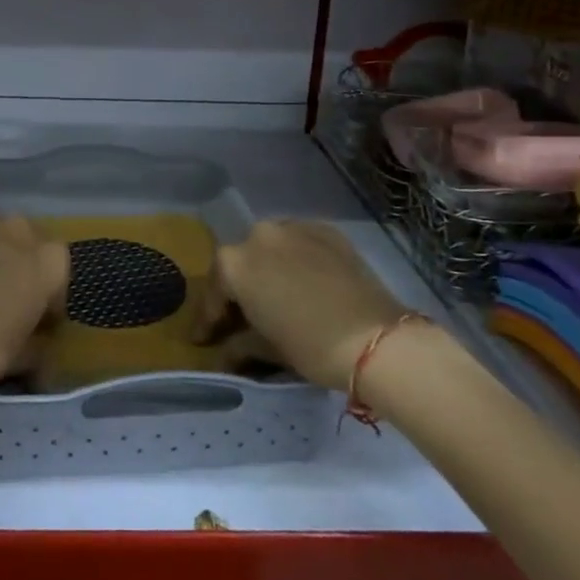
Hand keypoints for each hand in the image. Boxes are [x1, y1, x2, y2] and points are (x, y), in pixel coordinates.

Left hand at [0, 216, 68, 392]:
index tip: (40, 318)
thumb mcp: (25, 356)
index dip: (51, 296)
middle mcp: (23, 233)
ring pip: (0, 233)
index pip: (59, 273)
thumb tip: (42, 345)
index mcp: (50, 262)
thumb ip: (41, 345)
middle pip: (31, 243)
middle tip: (12, 294)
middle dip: (26, 264)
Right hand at [193, 220, 410, 391]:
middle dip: (238, 289)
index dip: (208, 320)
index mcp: (234, 263)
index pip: (214, 292)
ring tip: (275, 295)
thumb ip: (239, 345)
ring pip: (270, 247)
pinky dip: (295, 259)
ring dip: (267, 269)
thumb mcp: (267, 349)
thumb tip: (226, 352)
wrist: (375, 338)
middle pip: (240, 263)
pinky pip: (300, 242)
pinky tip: (303, 280)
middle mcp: (258, 235)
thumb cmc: (311, 346)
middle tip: (241, 316)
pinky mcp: (326, 230)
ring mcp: (294, 227)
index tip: (203, 340)